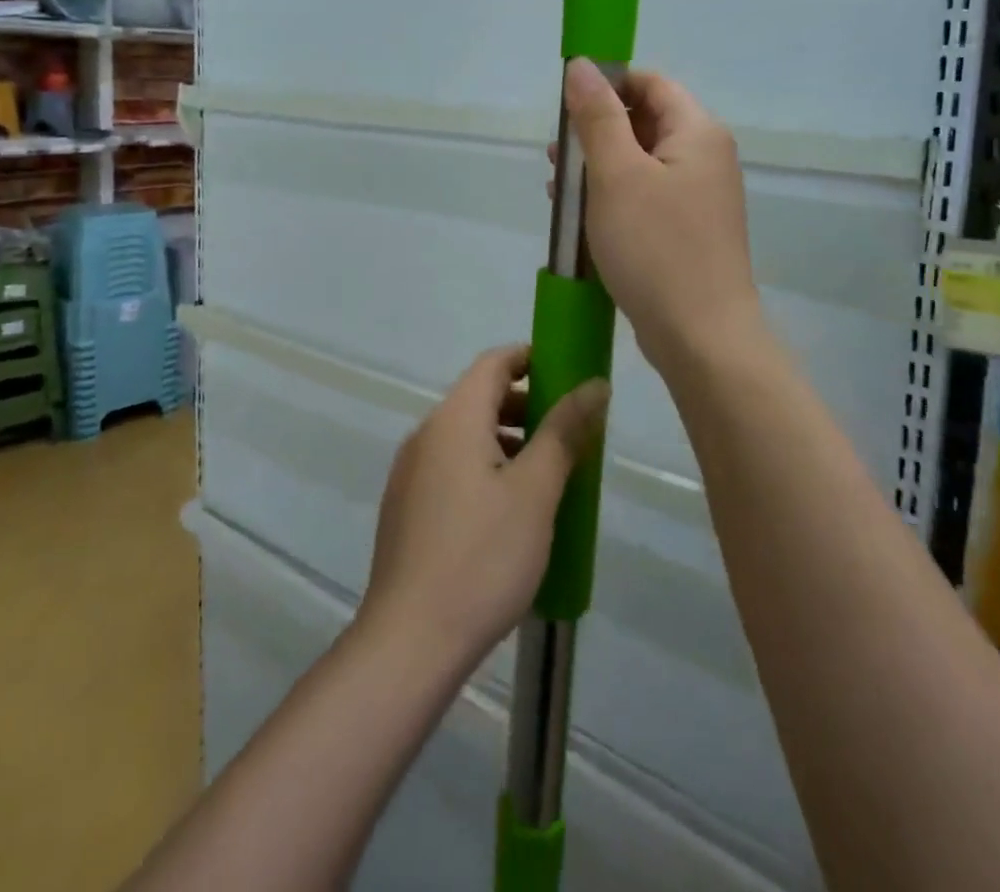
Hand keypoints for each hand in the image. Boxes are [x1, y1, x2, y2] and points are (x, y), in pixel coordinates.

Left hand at [360, 344, 608, 666]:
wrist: (410, 640)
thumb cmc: (482, 557)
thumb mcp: (535, 491)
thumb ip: (564, 431)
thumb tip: (593, 385)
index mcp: (454, 419)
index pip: (493, 363)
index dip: (531, 359)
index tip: (568, 374)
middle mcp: (425, 435)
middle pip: (479, 398)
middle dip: (526, 405)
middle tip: (569, 431)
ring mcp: (410, 472)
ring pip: (466, 436)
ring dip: (508, 440)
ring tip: (549, 475)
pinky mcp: (406, 507)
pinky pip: (452, 467)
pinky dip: (485, 467)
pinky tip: (510, 511)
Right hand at [558, 58, 761, 377]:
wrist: (700, 335)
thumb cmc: (656, 247)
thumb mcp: (617, 175)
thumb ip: (597, 117)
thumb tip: (582, 65)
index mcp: (697, 133)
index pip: (651, 84)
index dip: (608, 85)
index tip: (566, 106)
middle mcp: (705, 158)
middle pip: (645, 123)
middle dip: (596, 131)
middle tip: (555, 153)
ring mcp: (698, 198)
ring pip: (640, 164)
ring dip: (598, 168)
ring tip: (557, 187)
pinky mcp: (686, 232)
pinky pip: (645, 198)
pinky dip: (612, 199)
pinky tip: (579, 217)